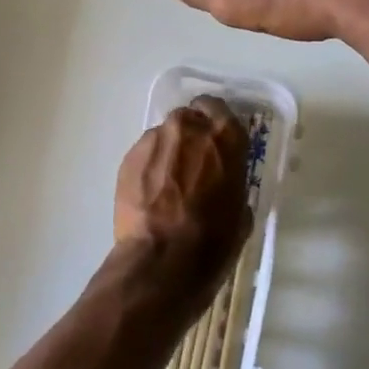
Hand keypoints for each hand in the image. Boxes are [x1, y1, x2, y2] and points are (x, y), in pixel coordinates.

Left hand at [113, 96, 250, 289]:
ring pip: (163, 137)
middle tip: (191, 167)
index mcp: (225, 137)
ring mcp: (154, 140)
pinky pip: (144, 155)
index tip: (215, 145)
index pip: (219, 109)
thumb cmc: (213, 240)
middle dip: (190, 138)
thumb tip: (221, 185)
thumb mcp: (240, 211)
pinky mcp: (129, 158)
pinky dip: (148, 169)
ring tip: (166, 187)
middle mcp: (189, 128)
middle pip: (189, 120)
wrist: (162, 260)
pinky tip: (150, 197)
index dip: (215, 126)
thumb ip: (231, 183)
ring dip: (167, 154)